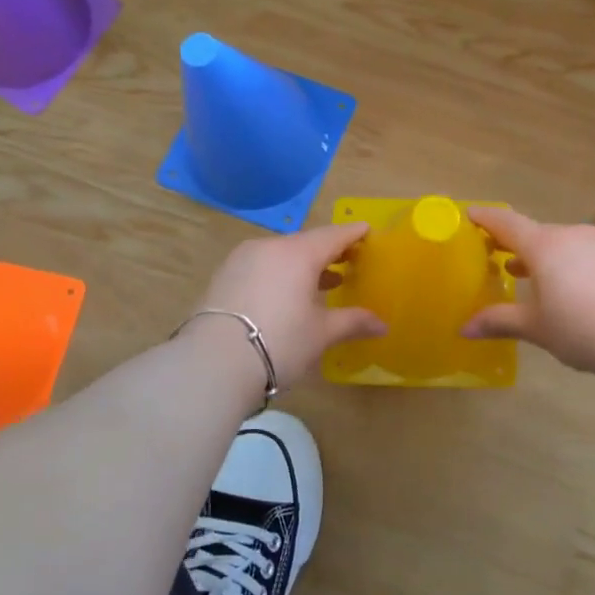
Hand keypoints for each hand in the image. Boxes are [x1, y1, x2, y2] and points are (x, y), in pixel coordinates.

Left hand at [184, 223, 386, 391]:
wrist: (212, 363)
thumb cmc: (279, 342)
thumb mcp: (321, 334)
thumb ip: (353, 322)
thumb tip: (383, 326)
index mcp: (298, 253)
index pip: (334, 235)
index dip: (353, 234)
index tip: (367, 231)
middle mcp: (269, 247)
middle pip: (306, 243)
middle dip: (329, 252)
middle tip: (350, 261)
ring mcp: (241, 260)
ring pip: (281, 255)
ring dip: (303, 265)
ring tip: (322, 283)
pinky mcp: (223, 277)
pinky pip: (261, 267)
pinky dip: (279, 274)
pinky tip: (287, 295)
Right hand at [463, 207, 594, 379]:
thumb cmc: (582, 329)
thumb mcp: (536, 327)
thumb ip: (499, 321)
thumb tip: (463, 328)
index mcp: (544, 245)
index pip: (506, 223)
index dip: (486, 219)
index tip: (470, 215)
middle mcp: (571, 234)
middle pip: (535, 234)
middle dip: (513, 244)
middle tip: (495, 256)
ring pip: (561, 243)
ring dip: (541, 256)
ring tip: (526, 275)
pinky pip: (584, 253)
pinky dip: (567, 263)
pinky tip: (568, 287)